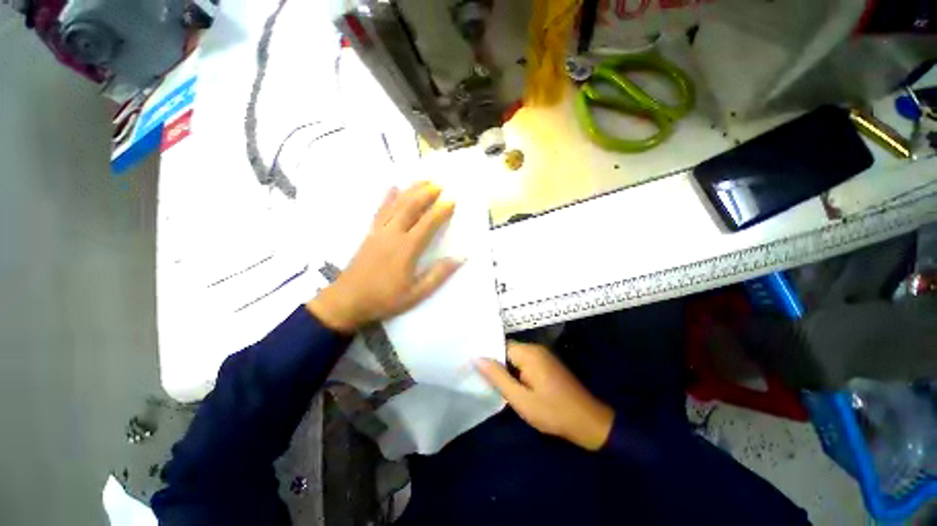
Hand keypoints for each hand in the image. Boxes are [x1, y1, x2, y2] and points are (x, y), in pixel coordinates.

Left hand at [307, 182, 461, 332]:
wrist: (347, 301)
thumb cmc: (384, 299)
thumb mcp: (416, 293)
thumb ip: (438, 274)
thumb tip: (460, 257)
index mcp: (407, 249)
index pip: (427, 224)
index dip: (441, 211)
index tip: (452, 200)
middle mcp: (393, 234)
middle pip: (410, 207)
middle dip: (426, 193)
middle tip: (439, 184)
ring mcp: (378, 231)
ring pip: (396, 204)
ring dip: (410, 190)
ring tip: (422, 180)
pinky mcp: (369, 233)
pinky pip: (379, 210)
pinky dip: (387, 197)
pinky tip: (393, 188)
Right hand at [476, 342, 614, 450]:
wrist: (589, 422)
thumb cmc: (552, 412)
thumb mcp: (521, 399)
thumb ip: (498, 378)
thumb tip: (477, 359)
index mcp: (529, 353)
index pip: (500, 346)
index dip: (488, 358)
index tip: (475, 370)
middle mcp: (536, 348)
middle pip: (508, 350)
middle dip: (498, 365)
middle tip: (486, 382)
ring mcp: (544, 355)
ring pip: (516, 357)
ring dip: (507, 370)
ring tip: (497, 386)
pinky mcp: (548, 363)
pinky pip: (526, 362)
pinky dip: (517, 372)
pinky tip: (514, 386)